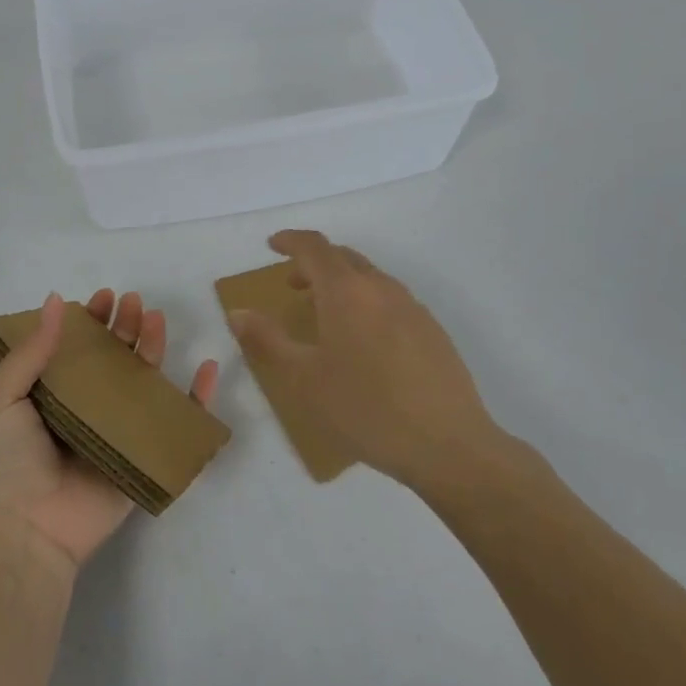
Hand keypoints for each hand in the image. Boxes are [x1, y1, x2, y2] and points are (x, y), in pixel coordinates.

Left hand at [0, 289, 218, 574]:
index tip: (103, 297)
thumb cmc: (7, 462)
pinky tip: (208, 369)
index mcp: (50, 394)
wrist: (28, 531)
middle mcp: (85, 407)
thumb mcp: (0, 398)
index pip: (75, 347)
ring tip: (156, 320)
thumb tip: (56, 301)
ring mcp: (117, 432)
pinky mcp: (143, 456)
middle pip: (113, 358)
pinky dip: (197, 399)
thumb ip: (29, 351)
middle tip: (133, 302)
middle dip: (124, 326)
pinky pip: (176, 424)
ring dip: (154, 347)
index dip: (90, 320)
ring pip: (143, 381)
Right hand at [226, 230, 510, 494]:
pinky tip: (363, 341)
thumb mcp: (303, 378)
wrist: (448, 444)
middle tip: (292, 284)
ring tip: (324, 314)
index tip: (272, 245)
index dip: (290, 240)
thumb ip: (268, 340)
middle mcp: (381, 288)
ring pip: (369, 278)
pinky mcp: (432, 330)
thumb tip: (237, 312)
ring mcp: (412, 307)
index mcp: (346, 292)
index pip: (314, 247)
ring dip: (341, 283)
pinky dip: (366, 302)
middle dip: (314, 262)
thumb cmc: (365, 409)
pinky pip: (390, 299)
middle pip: (343, 257)